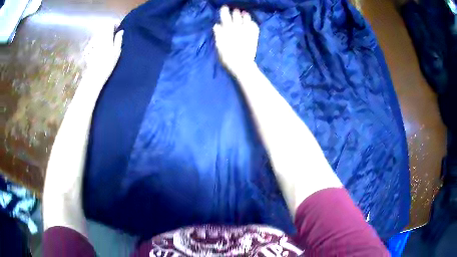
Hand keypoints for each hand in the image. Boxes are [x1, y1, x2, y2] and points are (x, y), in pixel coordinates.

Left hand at [78, 29, 123, 94]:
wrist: (94, 75)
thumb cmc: (108, 64)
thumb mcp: (117, 52)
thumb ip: (118, 39)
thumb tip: (121, 31)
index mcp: (106, 36)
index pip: (110, 24)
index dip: (114, 24)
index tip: (118, 29)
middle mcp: (98, 37)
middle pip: (103, 28)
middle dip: (108, 30)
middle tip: (113, 36)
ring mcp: (92, 43)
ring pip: (98, 34)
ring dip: (103, 36)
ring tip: (106, 43)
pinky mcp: (88, 49)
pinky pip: (94, 41)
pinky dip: (97, 42)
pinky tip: (99, 49)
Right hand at [213, 6, 258, 74]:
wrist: (241, 64)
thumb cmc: (227, 57)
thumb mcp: (219, 46)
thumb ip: (218, 34)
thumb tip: (217, 25)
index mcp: (227, 30)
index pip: (225, 17)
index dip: (224, 11)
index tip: (224, 7)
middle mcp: (237, 28)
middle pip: (236, 16)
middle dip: (235, 13)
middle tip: (235, 11)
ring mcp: (247, 31)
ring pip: (246, 19)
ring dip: (245, 16)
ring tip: (244, 13)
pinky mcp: (254, 36)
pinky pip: (254, 27)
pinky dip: (253, 23)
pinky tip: (252, 22)